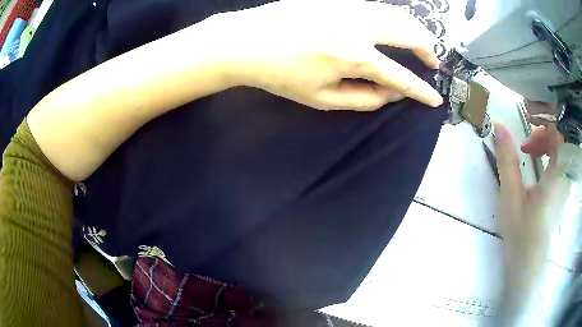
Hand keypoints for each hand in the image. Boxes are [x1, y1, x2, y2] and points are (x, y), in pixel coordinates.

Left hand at [211, 0, 442, 110]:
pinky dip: (393, 18)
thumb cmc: (280, 74)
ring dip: (414, 29)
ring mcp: (348, 7)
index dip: (420, 90)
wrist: (247, 41)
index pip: (400, 77)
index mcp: (355, 56)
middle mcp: (359, 26)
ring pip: (396, 14)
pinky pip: (376, 7)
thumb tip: (391, 94)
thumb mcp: (322, 98)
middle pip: (409, 33)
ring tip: (421, 43)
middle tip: (432, 61)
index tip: (434, 98)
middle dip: (427, 49)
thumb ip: (363, 98)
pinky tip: (394, 26)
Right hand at [494, 122, 567, 269]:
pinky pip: (560, 158)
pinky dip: (548, 153)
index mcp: (559, 172)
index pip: (558, 130)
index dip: (543, 119)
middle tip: (524, 143)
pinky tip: (536, 162)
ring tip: (528, 152)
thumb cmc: (521, 232)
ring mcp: (565, 181)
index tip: (526, 119)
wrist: (528, 263)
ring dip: (544, 142)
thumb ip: (507, 159)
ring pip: (559, 147)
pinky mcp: (562, 187)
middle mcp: (566, 173)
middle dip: (541, 132)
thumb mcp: (511, 195)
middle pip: (559, 136)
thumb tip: (498, 126)